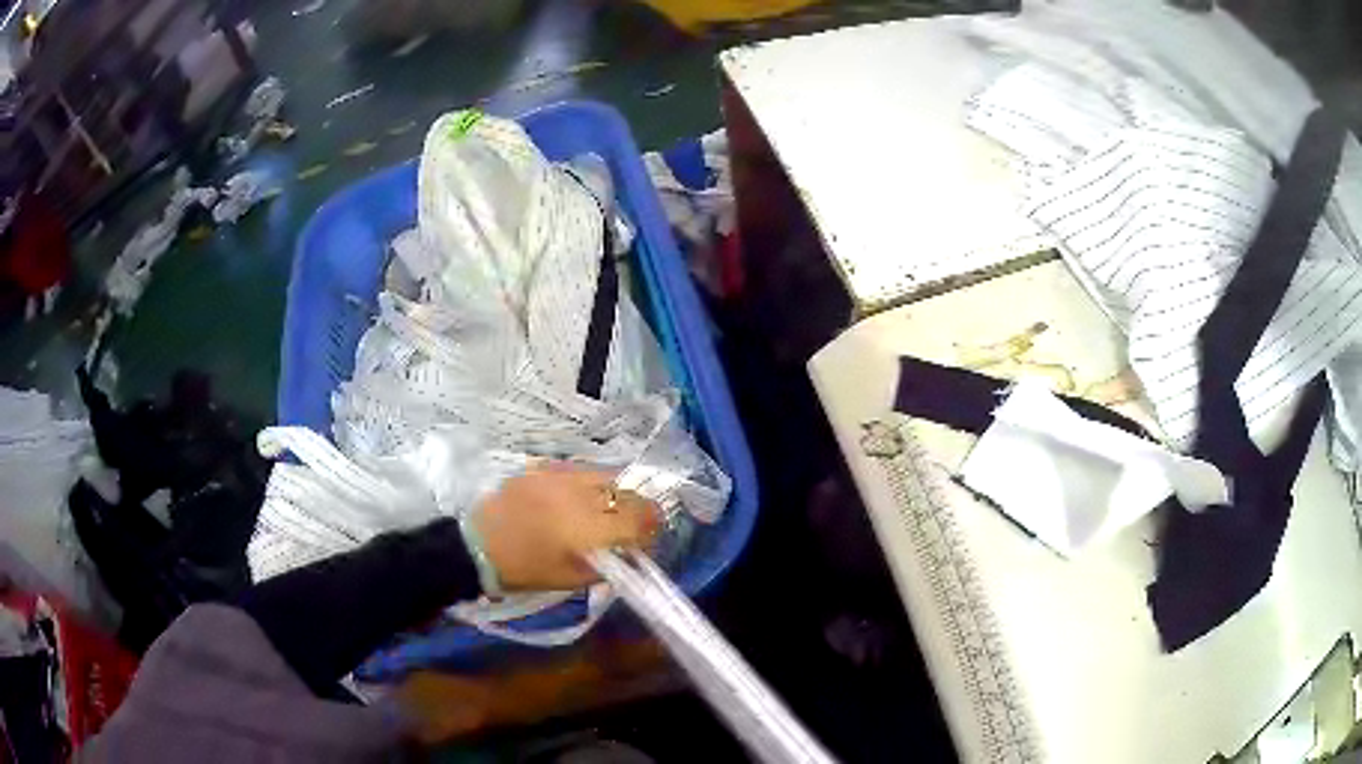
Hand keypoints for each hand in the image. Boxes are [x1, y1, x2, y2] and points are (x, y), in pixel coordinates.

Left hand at [472, 463, 659, 591]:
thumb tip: (632, 554)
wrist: (478, 545)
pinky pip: (580, 470)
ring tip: (604, 511)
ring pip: (606, 475)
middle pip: (628, 492)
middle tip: (630, 526)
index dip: (652, 527)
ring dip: (615, 493)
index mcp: (588, 527)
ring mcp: (561, 474)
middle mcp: (581, 493)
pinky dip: (589, 484)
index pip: (640, 517)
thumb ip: (609, 566)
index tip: (648, 538)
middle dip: (637, 509)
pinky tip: (577, 500)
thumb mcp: (572, 579)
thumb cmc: (526, 570)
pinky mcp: (544, 466)